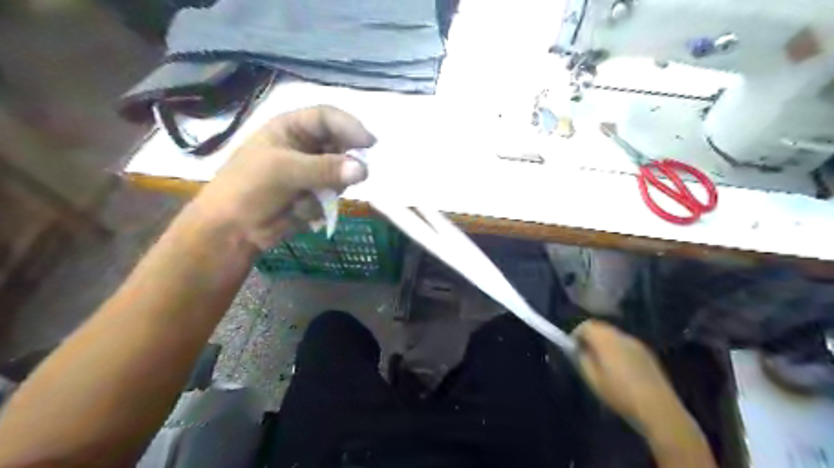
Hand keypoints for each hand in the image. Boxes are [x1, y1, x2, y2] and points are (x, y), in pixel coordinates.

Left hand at [192, 106, 375, 252]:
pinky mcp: (315, 194)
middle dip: (343, 163)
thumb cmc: (249, 187)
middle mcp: (305, 146)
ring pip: (341, 173)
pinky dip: (322, 205)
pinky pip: (333, 195)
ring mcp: (311, 172)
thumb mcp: (285, 171)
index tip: (370, 144)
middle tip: (349, 178)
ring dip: (330, 188)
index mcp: (291, 128)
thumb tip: (363, 170)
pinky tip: (301, 212)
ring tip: (308, 199)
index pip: (328, 118)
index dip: (350, 127)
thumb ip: (326, 169)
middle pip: (340, 146)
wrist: (233, 230)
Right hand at [577, 320, 686, 432]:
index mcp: (605, 339)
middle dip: (590, 336)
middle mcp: (620, 335)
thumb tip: (579, 349)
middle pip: (600, 327)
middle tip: (586, 354)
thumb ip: (583, 359)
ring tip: (603, 362)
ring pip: (614, 335)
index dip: (576, 334)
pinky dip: (618, 349)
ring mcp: (636, 342)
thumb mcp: (593, 379)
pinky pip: (626, 343)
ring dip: (605, 342)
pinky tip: (621, 368)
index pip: (585, 325)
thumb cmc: (620, 394)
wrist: (658, 408)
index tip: (573, 348)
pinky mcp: (647, 352)